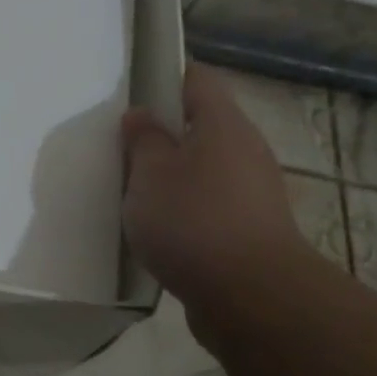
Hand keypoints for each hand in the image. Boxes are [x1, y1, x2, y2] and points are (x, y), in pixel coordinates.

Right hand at [120, 65, 310, 330]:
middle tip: (123, 146)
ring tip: (133, 189)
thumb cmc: (193, 221)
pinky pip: (211, 204)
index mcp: (224, 124)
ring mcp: (253, 192)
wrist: (251, 297)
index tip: (132, 91)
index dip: (165, 78)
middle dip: (163, 132)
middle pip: (202, 125)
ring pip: (205, 167)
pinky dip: (185, 208)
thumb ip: (143, 140)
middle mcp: (246, 150)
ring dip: (173, 174)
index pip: (197, 79)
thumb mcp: (149, 174)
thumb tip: (142, 115)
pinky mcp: (251, 229)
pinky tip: (158, 227)